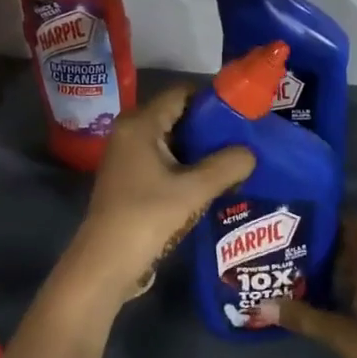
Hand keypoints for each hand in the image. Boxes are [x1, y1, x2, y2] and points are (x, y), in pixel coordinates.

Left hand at [57, 86, 255, 315]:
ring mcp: (127, 156)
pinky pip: (163, 160)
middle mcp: (130, 131)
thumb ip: (227, 165)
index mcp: (141, 123)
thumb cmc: (148, 217)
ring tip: (234, 161)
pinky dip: (186, 166)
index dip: (213, 100)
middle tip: (244, 140)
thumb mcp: (194, 190)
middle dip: (210, 127)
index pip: (181, 93)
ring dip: (200, 151)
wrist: (106, 264)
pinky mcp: (129, 178)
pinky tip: (211, 182)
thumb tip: (251, 153)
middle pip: (177, 116)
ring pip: (171, 140)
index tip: (242, 115)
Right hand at [250, 212, 356, 357]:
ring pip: (356, 267)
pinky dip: (339, 285)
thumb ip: (305, 318)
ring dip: (329, 264)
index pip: (356, 225)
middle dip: (322, 240)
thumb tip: (262, 304)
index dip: (331, 213)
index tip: (299, 210)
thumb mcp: (343, 337)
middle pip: (353, 244)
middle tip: (284, 237)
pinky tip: (314, 293)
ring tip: (291, 261)